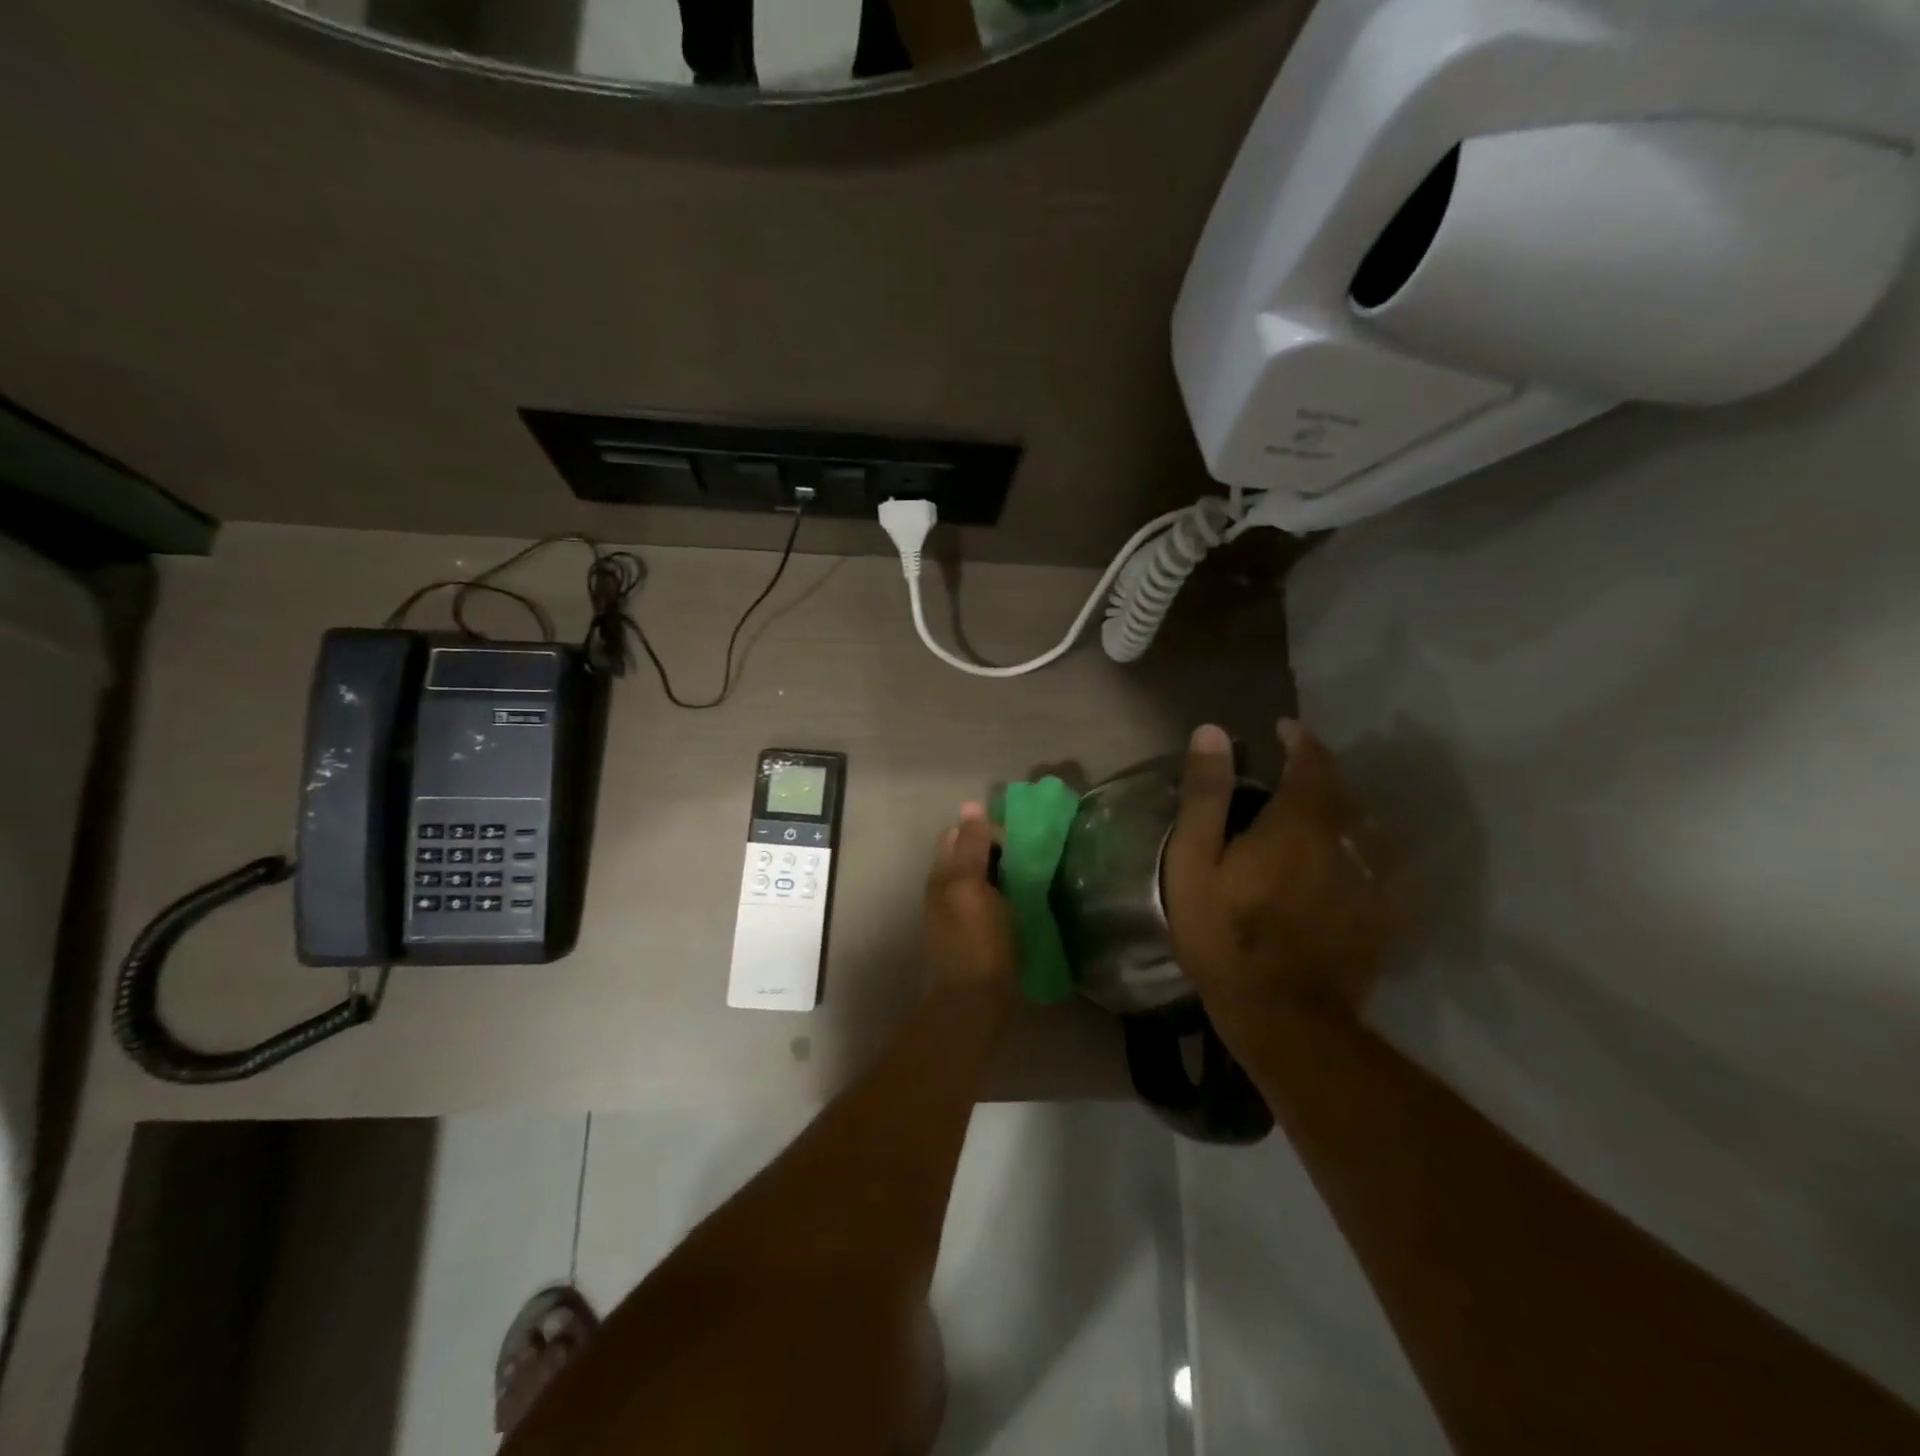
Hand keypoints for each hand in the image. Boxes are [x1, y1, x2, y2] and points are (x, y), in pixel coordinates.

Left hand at [924, 803, 1018, 1003]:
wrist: (974, 1001)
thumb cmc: (978, 940)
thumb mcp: (973, 884)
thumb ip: (972, 845)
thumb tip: (971, 805)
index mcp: (943, 873)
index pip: (960, 833)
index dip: (986, 828)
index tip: (1017, 836)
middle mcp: (944, 889)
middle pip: (968, 854)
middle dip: (993, 847)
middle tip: (1026, 854)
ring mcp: (957, 913)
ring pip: (978, 877)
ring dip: (999, 871)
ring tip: (1028, 875)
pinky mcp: (972, 934)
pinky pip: (986, 900)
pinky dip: (1001, 893)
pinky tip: (1020, 901)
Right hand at [1163, 721, 1397, 1032]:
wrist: (1281, 1015)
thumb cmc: (1224, 934)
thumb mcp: (1194, 862)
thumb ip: (1206, 796)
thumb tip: (1212, 732)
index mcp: (1298, 822)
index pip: (1312, 762)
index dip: (1300, 740)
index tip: (1284, 731)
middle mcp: (1345, 841)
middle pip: (1343, 793)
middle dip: (1320, 776)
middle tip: (1293, 778)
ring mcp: (1370, 881)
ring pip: (1364, 829)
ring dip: (1342, 814)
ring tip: (1317, 819)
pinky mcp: (1381, 917)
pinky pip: (1378, 869)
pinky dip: (1359, 856)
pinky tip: (1342, 870)